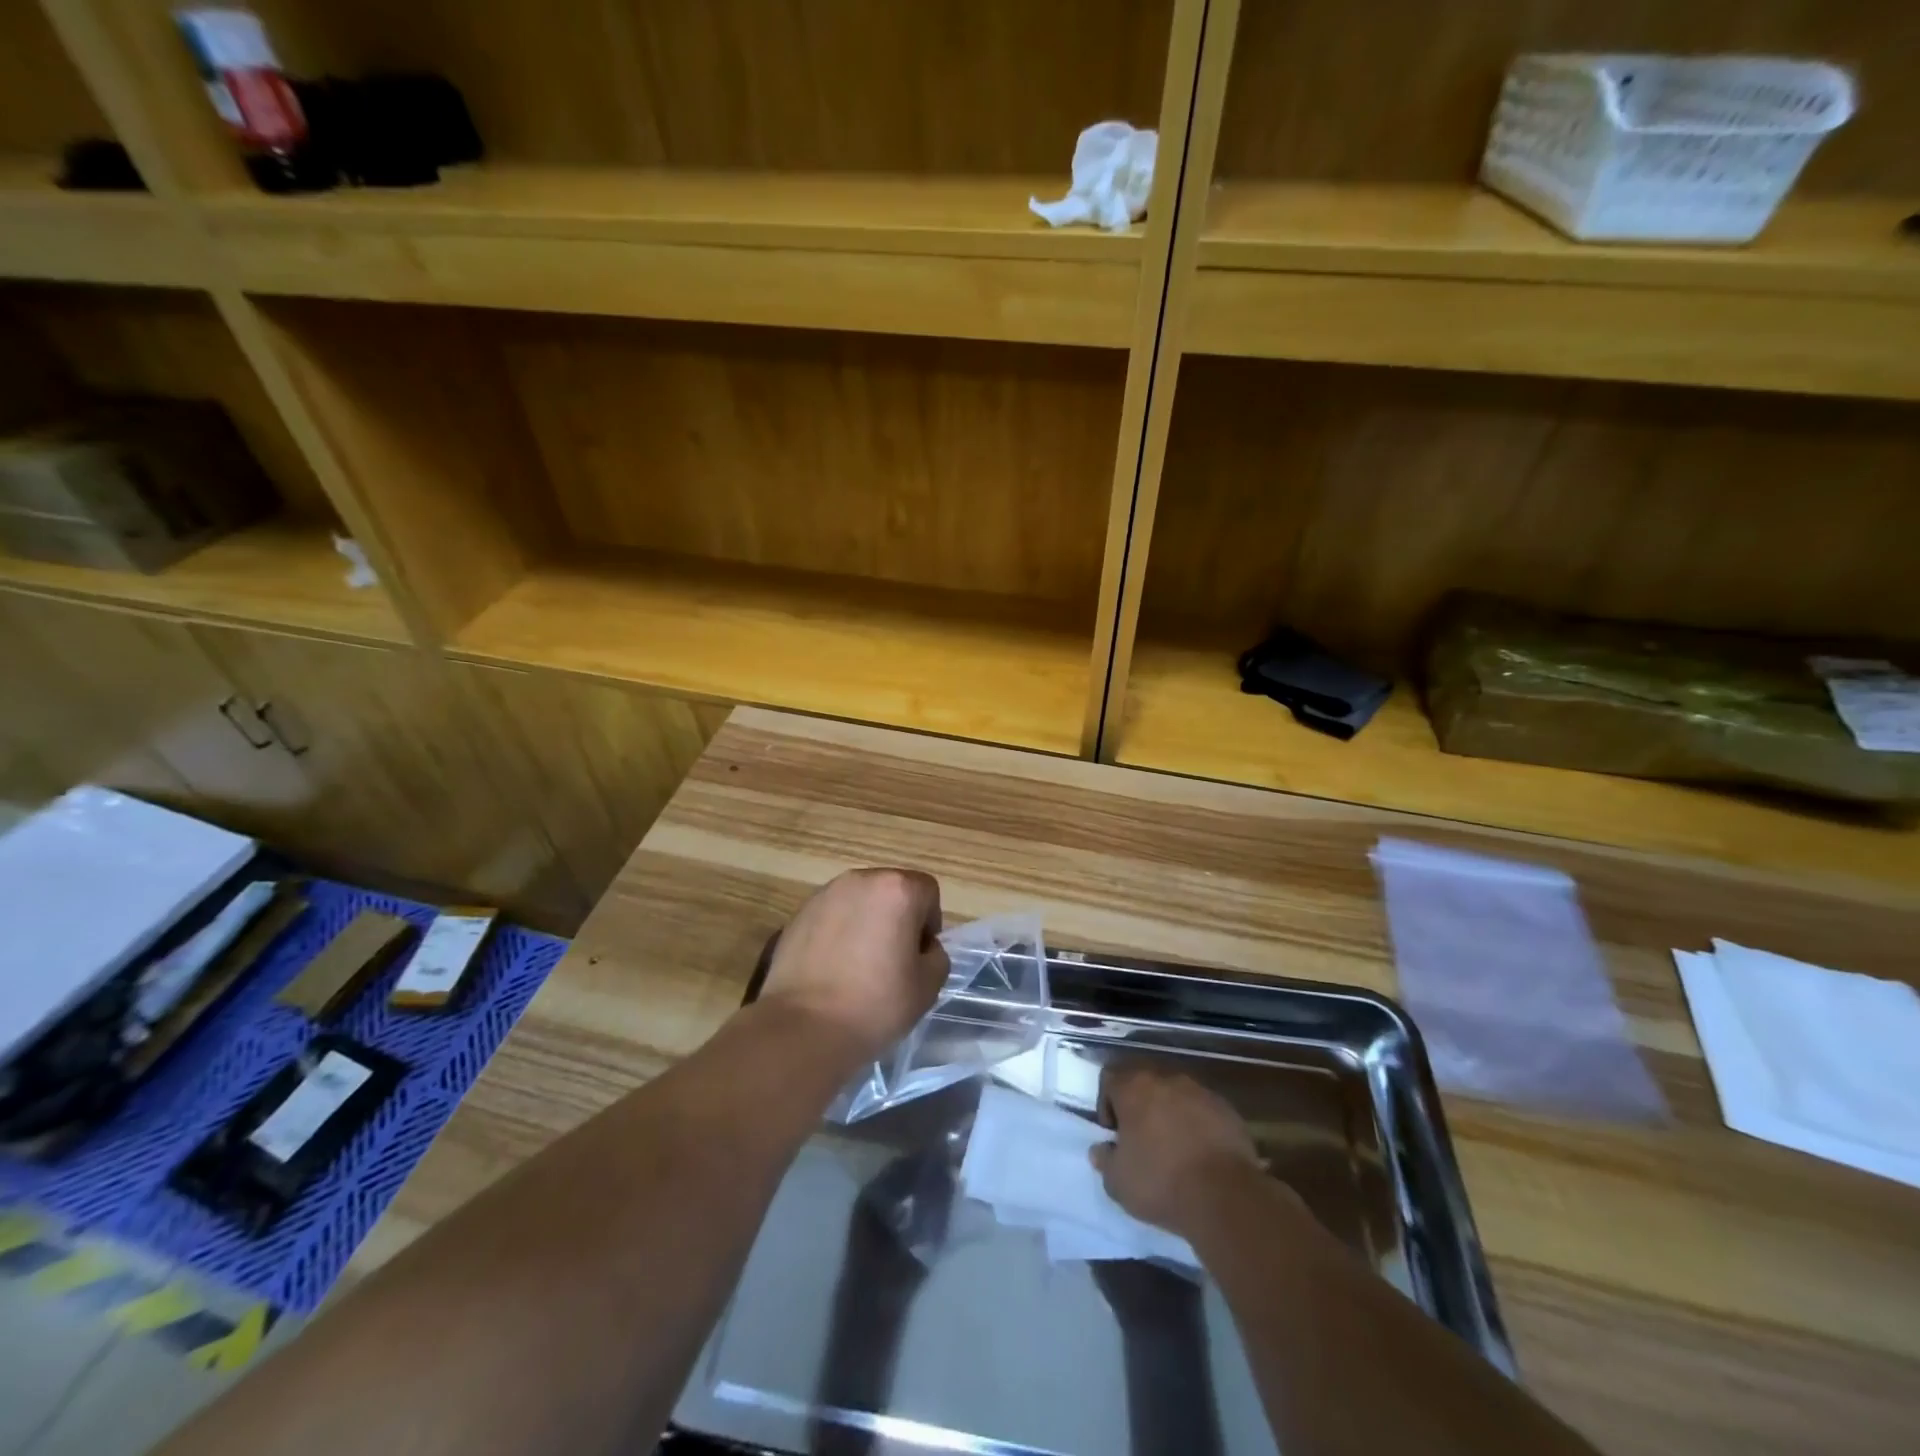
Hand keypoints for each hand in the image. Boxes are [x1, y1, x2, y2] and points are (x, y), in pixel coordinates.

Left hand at [760, 868, 948, 1065]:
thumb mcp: (928, 986)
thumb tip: (921, 947)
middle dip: (898, 918)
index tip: (918, 956)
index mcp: (897, 890)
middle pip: (892, 890)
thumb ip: (936, 955)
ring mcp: (825, 894)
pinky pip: (832, 915)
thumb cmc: (874, 1005)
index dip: (929, 924)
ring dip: (867, 922)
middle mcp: (861, 880)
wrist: (802, 1028)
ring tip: (858, 964)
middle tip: (891, 960)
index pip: (927, 891)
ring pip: (860, 901)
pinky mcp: (799, 913)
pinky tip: (832, 967)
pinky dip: (839, 932)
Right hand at [1091, 1067, 1271, 1242]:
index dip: (1106, 1103)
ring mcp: (1199, 1091)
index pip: (1109, 1078)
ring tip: (1174, 1148)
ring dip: (1170, 1113)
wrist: (1224, 1196)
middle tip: (1142, 1139)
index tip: (1115, 1133)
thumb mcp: (1118, 1182)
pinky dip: (1198, 1125)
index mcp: (1133, 1087)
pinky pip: (1203, 1110)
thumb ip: (1105, 1160)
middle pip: (1144, 1082)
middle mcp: (1165, 1079)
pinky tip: (1201, 1154)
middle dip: (1140, 1106)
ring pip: (1175, 1095)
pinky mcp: (1227, 1109)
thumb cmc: (1161, 1183)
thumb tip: (1100, 1149)